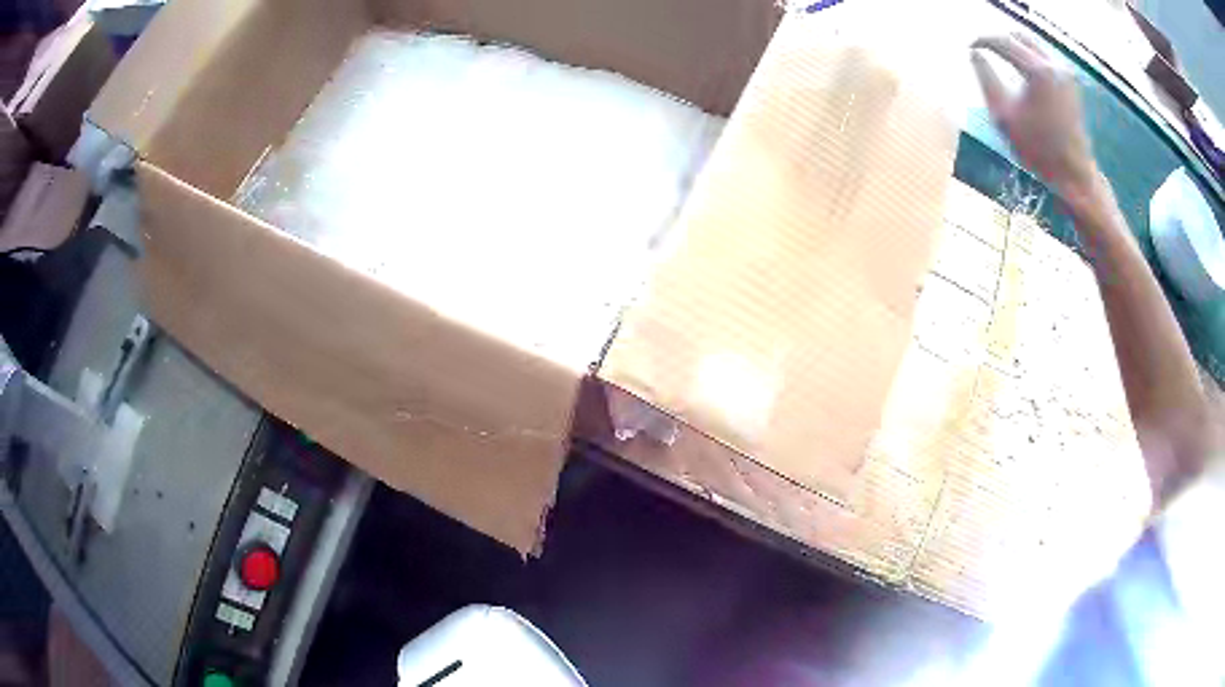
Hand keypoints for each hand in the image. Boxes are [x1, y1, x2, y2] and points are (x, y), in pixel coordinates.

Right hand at [971, 33, 1098, 200]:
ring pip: (1032, 45)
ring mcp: (1064, 72)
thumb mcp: (1003, 116)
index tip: (969, 46)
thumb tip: (975, 53)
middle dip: (999, 40)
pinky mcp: (1070, 82)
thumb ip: (986, 79)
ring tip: (999, 57)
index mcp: (1037, 71)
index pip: (1002, 42)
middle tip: (984, 49)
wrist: (1074, 174)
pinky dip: (1028, 57)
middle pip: (1018, 36)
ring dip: (1014, 47)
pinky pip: (1044, 57)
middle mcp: (1053, 65)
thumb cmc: (1038, 150)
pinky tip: (1019, 68)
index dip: (982, 41)